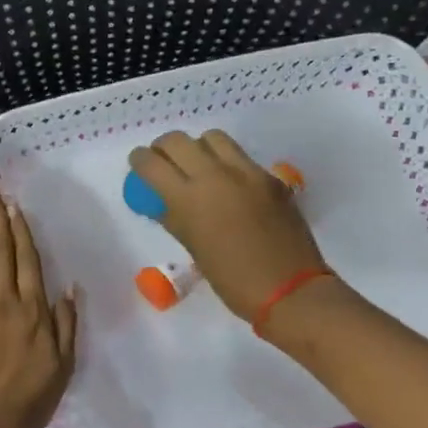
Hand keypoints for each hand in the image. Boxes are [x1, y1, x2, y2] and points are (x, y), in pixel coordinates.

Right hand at [127, 130, 326, 321]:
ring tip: (198, 165)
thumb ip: (175, 218)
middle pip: (178, 140)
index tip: (138, 163)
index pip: (152, 164)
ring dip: (198, 147)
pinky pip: (240, 156)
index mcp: (189, 199)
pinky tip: (229, 183)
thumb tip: (162, 202)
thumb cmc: (232, 280)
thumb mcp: (194, 249)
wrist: (289, 288)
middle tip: (164, 161)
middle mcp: (215, 176)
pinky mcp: (269, 177)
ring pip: (212, 138)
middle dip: (164, 147)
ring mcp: (246, 172)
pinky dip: (226, 161)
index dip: (140, 160)